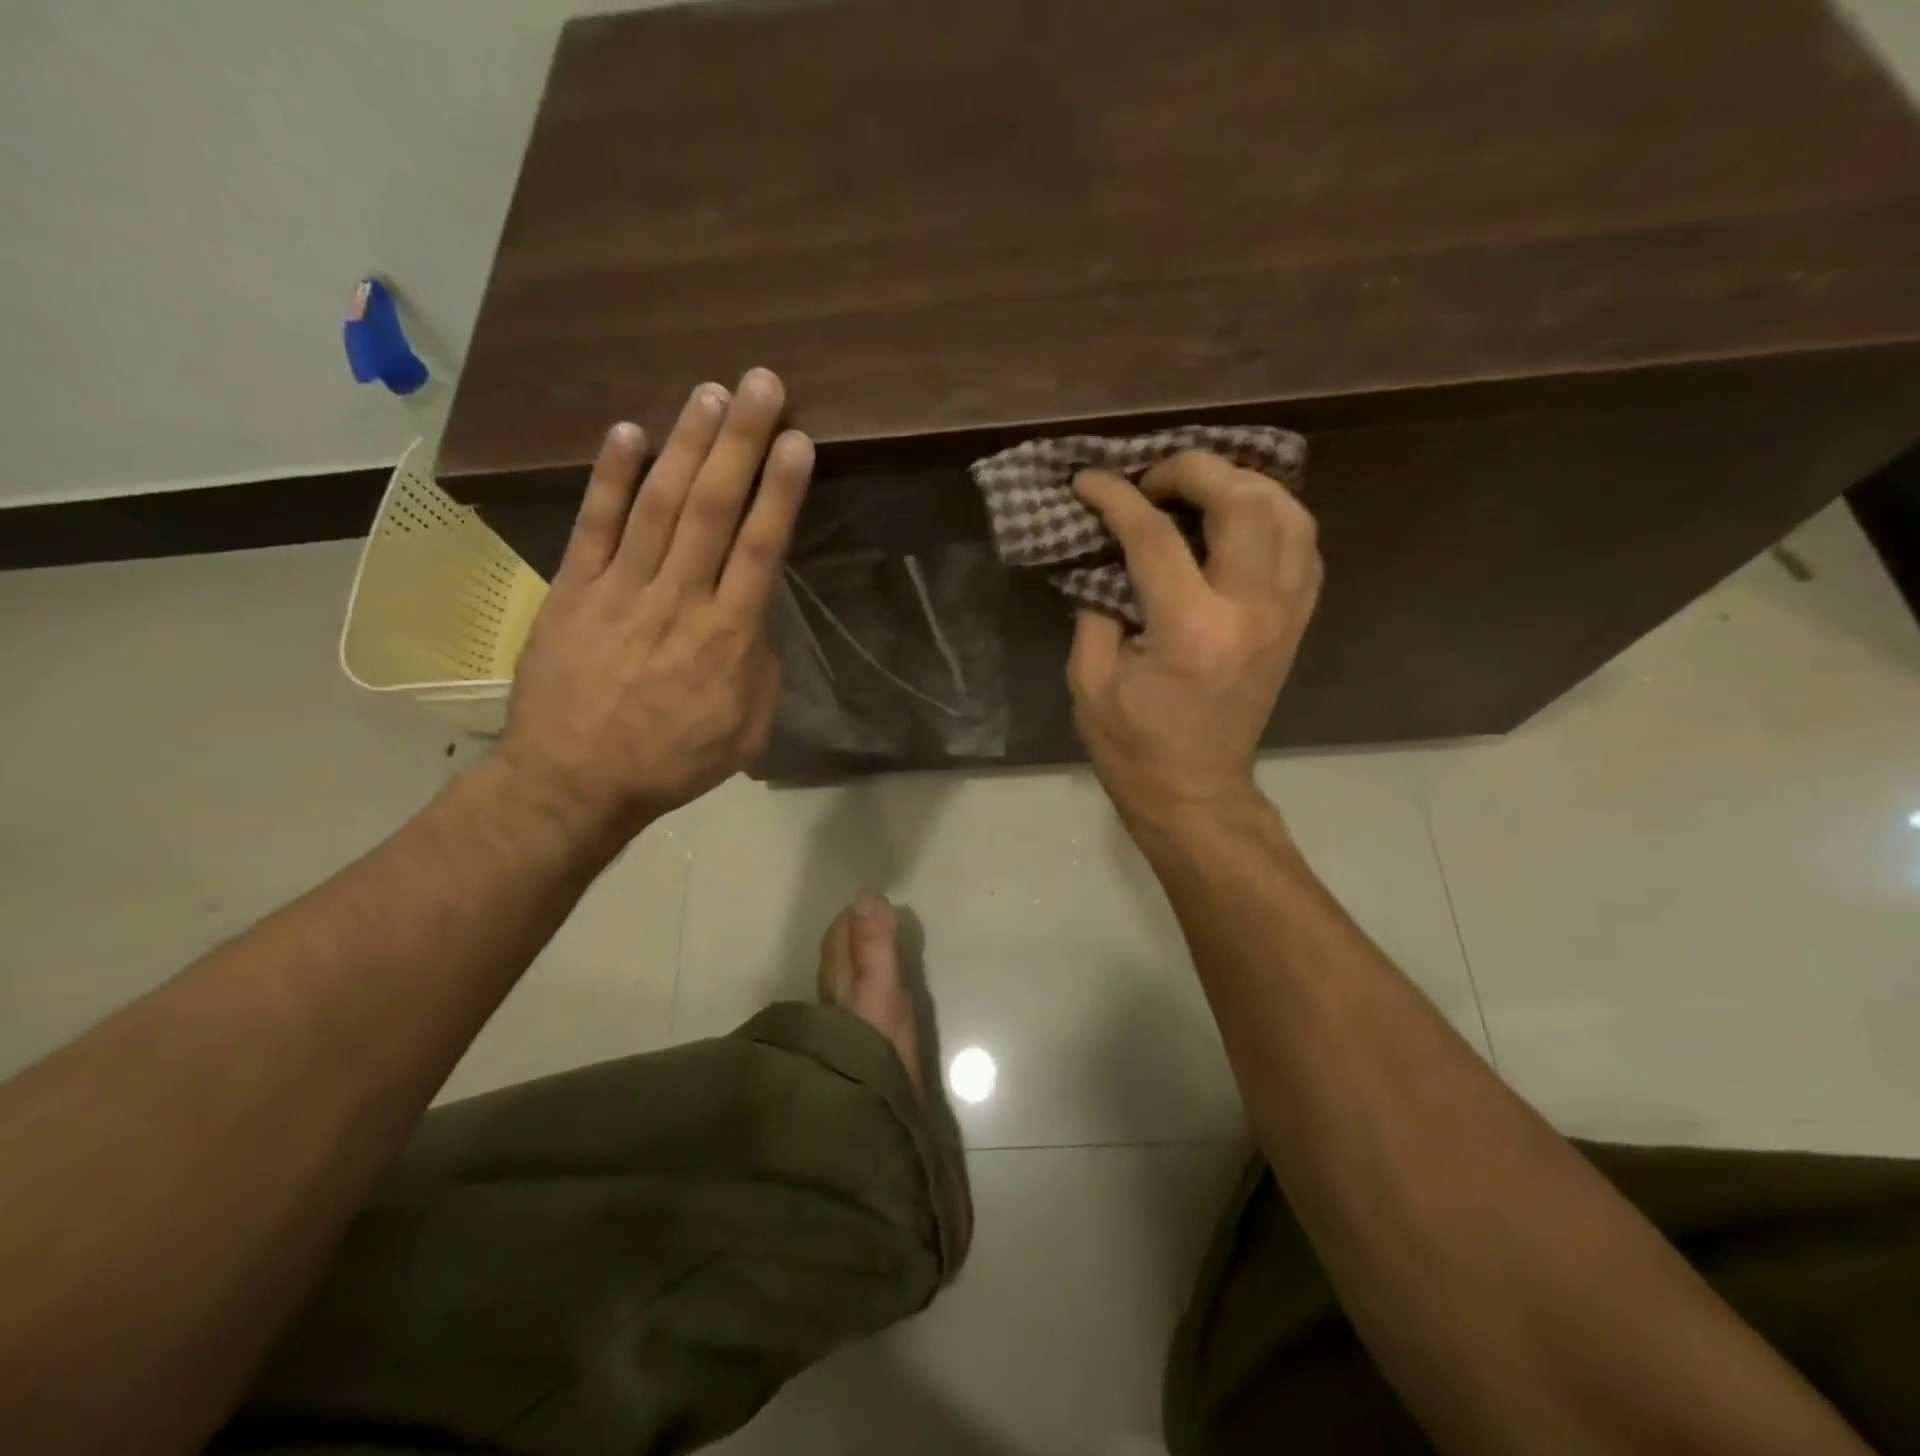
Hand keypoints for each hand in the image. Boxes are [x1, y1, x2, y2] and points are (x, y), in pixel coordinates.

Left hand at [497, 367, 812, 846]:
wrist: (574, 780)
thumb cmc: (672, 761)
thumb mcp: (744, 730)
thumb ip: (759, 668)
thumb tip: (752, 621)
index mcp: (728, 637)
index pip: (760, 548)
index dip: (780, 491)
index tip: (798, 442)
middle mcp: (679, 600)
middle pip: (713, 509)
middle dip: (741, 443)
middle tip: (761, 385)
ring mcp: (622, 590)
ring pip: (659, 505)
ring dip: (685, 444)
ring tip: (708, 393)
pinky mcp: (574, 591)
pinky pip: (594, 526)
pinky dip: (611, 478)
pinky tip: (628, 432)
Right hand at [1067, 450, 1321, 828]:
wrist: (1194, 791)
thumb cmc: (1132, 745)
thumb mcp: (1089, 680)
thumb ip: (1095, 606)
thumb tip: (1105, 553)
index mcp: (1190, 629)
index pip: (1153, 535)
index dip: (1115, 497)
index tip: (1088, 480)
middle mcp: (1250, 610)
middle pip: (1241, 502)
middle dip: (1193, 469)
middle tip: (1153, 478)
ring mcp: (1285, 615)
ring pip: (1289, 513)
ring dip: (1242, 484)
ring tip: (1199, 488)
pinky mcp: (1297, 623)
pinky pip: (1303, 546)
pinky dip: (1273, 516)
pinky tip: (1237, 520)